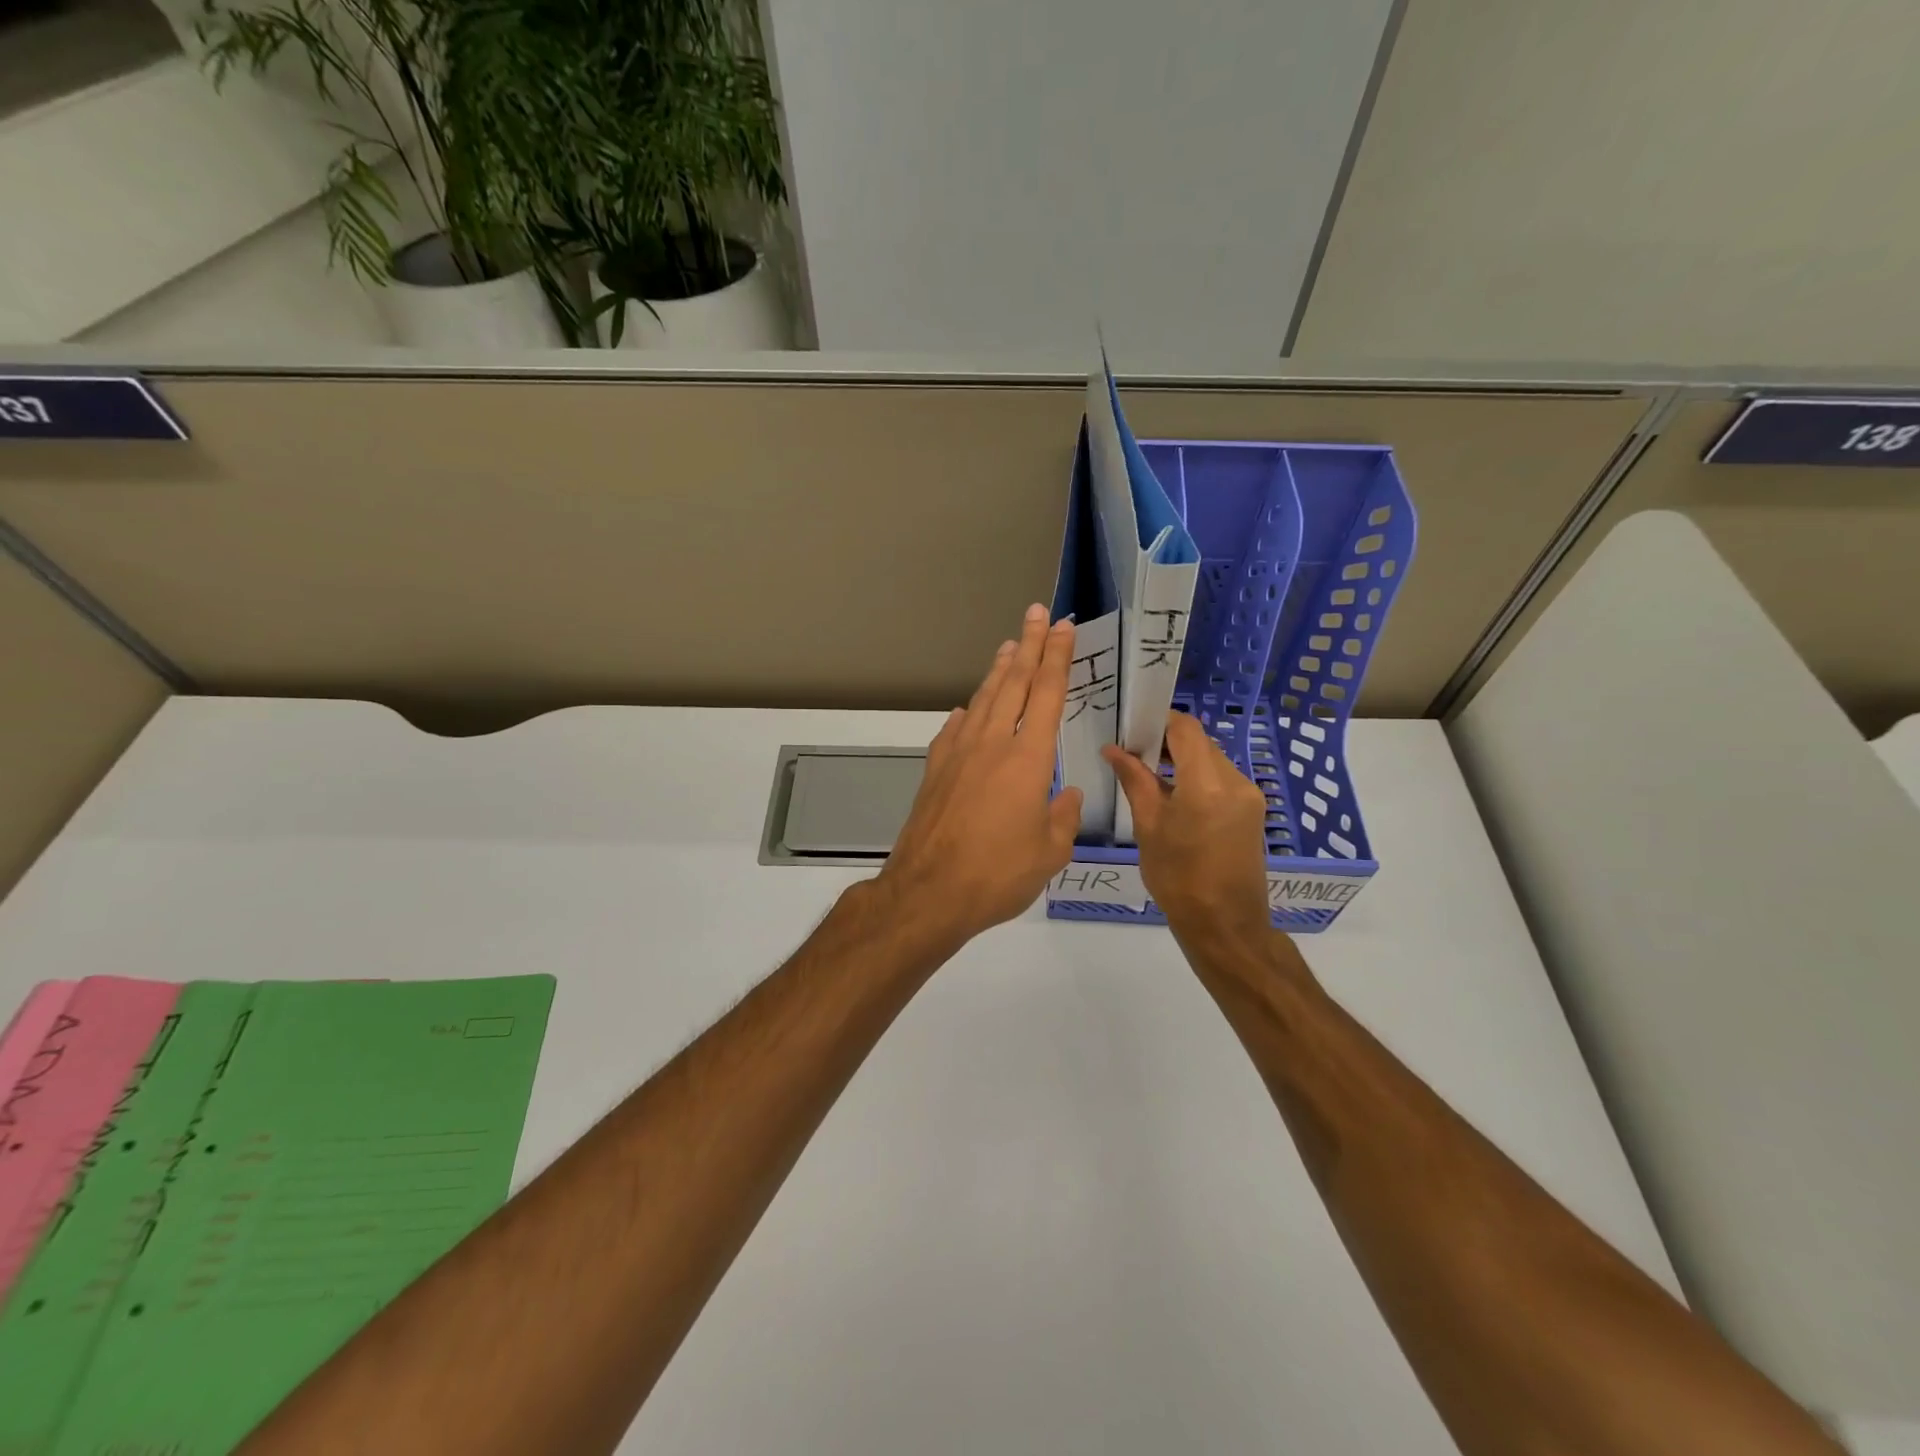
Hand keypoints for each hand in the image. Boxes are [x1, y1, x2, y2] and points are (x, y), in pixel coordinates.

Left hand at [874, 605, 1084, 950]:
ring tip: (1007, 646)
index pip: (1046, 693)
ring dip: (997, 670)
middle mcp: (991, 744)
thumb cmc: (998, 874)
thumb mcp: (1049, 852)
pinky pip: (955, 730)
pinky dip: (967, 713)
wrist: (928, 891)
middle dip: (1028, 645)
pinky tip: (967, 709)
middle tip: (1036, 613)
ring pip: (982, 699)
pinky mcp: (935, 771)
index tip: (1063, 627)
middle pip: (1013, 682)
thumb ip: (1062, 817)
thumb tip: (1067, 794)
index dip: (1057, 657)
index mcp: (1027, 758)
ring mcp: (957, 754)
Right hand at [1103, 712, 1272, 951]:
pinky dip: (1198, 780)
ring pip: (1211, 760)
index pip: (1186, 728)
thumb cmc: (1178, 878)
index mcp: (1207, 783)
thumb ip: (1134, 781)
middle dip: (1168, 743)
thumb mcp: (1148, 827)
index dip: (1159, 721)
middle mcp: (1236, 781)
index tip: (1132, 730)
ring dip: (1183, 762)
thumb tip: (1114, 749)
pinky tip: (1175, 799)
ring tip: (1151, 779)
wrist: (1225, 925)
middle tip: (1134, 756)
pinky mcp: (1253, 811)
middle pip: (1200, 743)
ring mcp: (1249, 796)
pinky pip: (1222, 780)